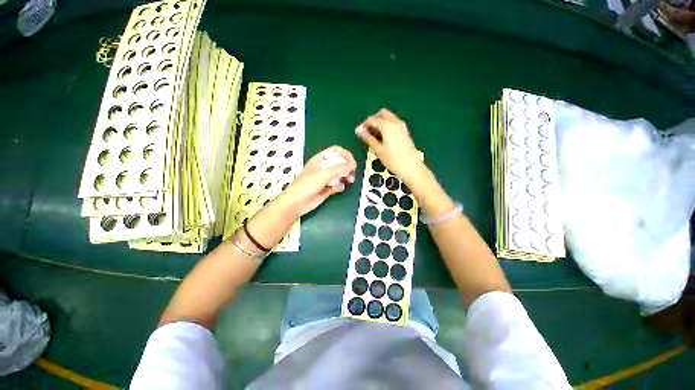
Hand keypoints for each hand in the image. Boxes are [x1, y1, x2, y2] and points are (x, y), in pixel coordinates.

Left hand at [279, 146, 356, 216]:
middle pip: (340, 163)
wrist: (297, 203)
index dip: (345, 155)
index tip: (352, 163)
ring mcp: (326, 178)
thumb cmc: (307, 184)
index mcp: (320, 159)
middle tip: (352, 173)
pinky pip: (338, 185)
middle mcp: (324, 167)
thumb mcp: (324, 174)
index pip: (336, 151)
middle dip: (347, 167)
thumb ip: (340, 168)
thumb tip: (353, 164)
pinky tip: (335, 189)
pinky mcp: (328, 189)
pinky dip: (339, 186)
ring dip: (346, 177)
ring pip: (341, 175)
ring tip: (349, 181)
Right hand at [355, 108, 423, 180]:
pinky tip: (384, 138)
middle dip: (374, 120)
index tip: (359, 132)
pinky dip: (387, 126)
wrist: (412, 168)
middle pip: (382, 113)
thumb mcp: (378, 150)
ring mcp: (402, 126)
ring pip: (389, 118)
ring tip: (375, 136)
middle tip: (368, 131)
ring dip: (381, 122)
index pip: (372, 119)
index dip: (364, 124)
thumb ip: (368, 138)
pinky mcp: (405, 132)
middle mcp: (395, 122)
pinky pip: (394, 123)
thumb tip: (359, 130)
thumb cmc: (393, 160)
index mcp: (387, 125)